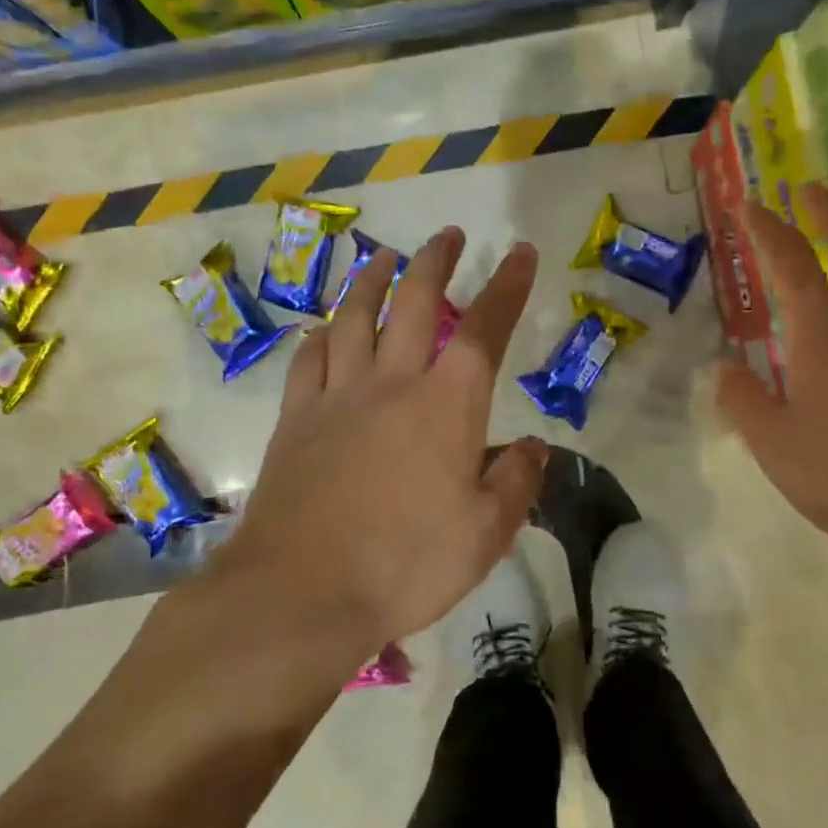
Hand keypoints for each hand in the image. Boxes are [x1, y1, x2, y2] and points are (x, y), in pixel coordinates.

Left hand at [221, 228, 547, 671]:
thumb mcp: (484, 536)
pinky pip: (308, 361)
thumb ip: (514, 484)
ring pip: (355, 319)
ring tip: (385, 258)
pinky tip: (326, 328)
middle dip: (436, 263)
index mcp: (446, 407)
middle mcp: (391, 385)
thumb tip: (533, 447)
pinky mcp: (295, 421)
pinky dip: (321, 336)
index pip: (484, 330)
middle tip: (449, 235)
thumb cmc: (404, 565)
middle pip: (415, 304)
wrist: (300, 592)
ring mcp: (337, 398)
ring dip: (373, 282)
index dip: (506, 287)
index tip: (519, 252)